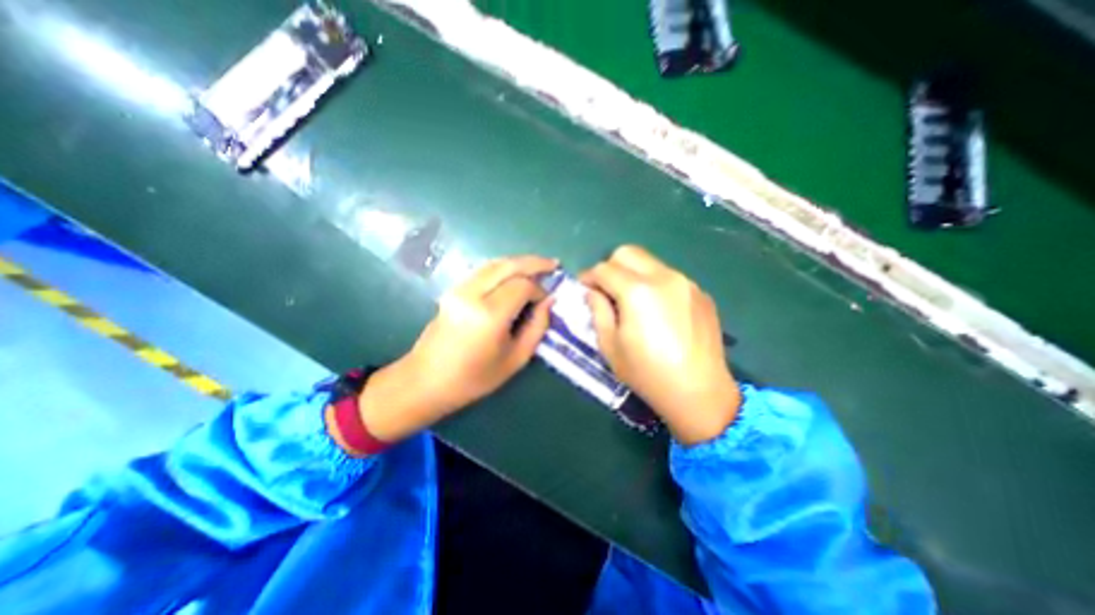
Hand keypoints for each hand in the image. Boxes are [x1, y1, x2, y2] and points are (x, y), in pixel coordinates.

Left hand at [358, 254, 556, 440]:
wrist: (426, 381)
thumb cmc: (474, 378)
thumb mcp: (515, 359)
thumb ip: (537, 327)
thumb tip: (549, 301)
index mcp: (489, 315)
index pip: (522, 286)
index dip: (539, 290)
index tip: (547, 300)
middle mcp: (472, 294)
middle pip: (509, 265)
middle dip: (534, 263)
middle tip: (554, 264)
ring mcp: (459, 288)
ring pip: (495, 263)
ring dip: (519, 262)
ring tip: (538, 266)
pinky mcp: (453, 289)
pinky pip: (484, 270)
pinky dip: (503, 268)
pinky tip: (515, 274)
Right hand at [575, 246, 739, 446]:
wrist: (699, 393)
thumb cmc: (647, 373)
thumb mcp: (611, 346)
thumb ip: (598, 311)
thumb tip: (593, 292)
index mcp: (637, 291)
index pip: (604, 269)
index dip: (588, 276)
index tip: (584, 289)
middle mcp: (664, 277)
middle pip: (628, 252)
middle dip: (610, 266)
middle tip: (606, 290)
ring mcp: (686, 283)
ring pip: (650, 263)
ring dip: (634, 274)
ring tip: (633, 301)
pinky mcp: (701, 293)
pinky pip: (670, 277)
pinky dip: (655, 285)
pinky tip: (658, 311)